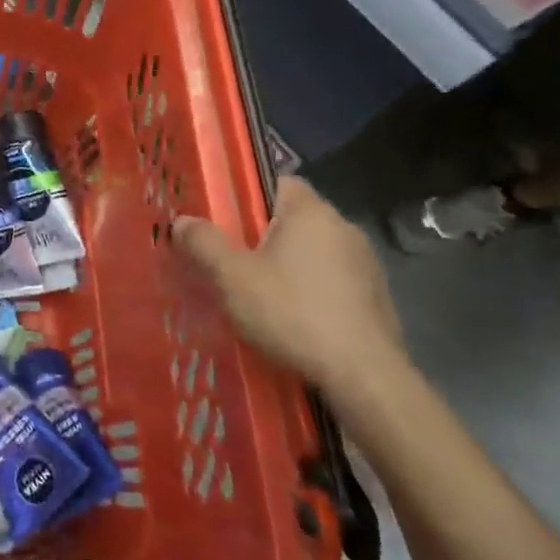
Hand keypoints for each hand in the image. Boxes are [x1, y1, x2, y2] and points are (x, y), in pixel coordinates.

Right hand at [173, 177, 403, 398]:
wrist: (365, 377)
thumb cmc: (293, 313)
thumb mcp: (232, 278)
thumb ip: (204, 243)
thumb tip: (183, 221)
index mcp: (311, 212)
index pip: (278, 181)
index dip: (248, 196)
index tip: (225, 220)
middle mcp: (344, 228)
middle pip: (294, 219)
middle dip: (264, 236)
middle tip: (233, 260)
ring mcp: (366, 265)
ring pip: (314, 252)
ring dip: (290, 266)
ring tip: (260, 294)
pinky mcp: (376, 299)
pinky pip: (333, 282)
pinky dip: (312, 293)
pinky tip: (293, 320)